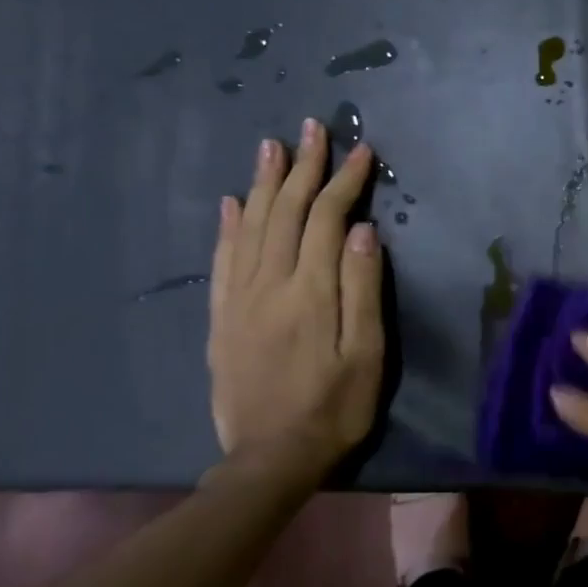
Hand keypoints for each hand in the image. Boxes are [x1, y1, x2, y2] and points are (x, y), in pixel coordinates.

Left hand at [207, 122, 384, 487]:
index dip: (345, 181)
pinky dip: (228, 225)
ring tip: (272, 146)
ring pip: (251, 226)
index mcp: (310, 292)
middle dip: (303, 167)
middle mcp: (269, 285)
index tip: (362, 150)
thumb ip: (362, 289)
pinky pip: (223, 260)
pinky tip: (232, 202)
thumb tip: (361, 229)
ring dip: (264, 182)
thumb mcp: (366, 354)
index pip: (326, 219)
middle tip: (313, 127)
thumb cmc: (334, 407)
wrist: (269, 459)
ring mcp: (239, 300)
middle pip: (285, 212)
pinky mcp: (222, 318)